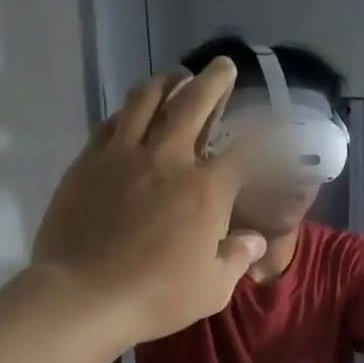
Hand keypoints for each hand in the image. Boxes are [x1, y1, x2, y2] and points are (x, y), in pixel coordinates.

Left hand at [29, 60, 265, 344]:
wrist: (84, 296)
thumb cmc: (159, 296)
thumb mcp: (214, 287)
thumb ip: (237, 257)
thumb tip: (252, 240)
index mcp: (207, 190)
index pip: (247, 150)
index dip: (268, 133)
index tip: (278, 122)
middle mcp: (168, 160)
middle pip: (194, 105)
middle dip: (213, 82)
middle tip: (223, 67)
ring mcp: (123, 156)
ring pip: (146, 101)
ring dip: (166, 83)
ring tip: (176, 75)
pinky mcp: (89, 163)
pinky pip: (112, 123)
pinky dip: (129, 110)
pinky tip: (133, 111)